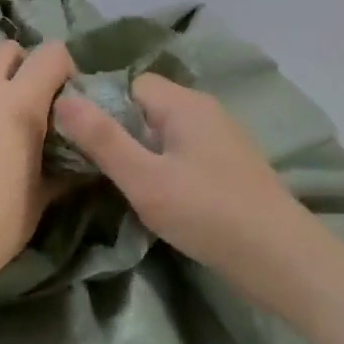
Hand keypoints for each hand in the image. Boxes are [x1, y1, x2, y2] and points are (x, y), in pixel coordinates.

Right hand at [55, 74, 322, 314]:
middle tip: (98, 169)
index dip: (103, 106)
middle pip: (148, 107)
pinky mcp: (231, 167)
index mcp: (184, 103)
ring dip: (144, 154)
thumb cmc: (207, 213)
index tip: (82, 141)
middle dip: (121, 133)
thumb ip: (102, 139)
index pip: (130, 84)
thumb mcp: (144, 179)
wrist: (282, 259)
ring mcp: (223, 139)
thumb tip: (62, 99)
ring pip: (167, 133)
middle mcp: (205, 110)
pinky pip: (186, 153)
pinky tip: (162, 199)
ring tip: (126, 187)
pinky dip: (168, 169)